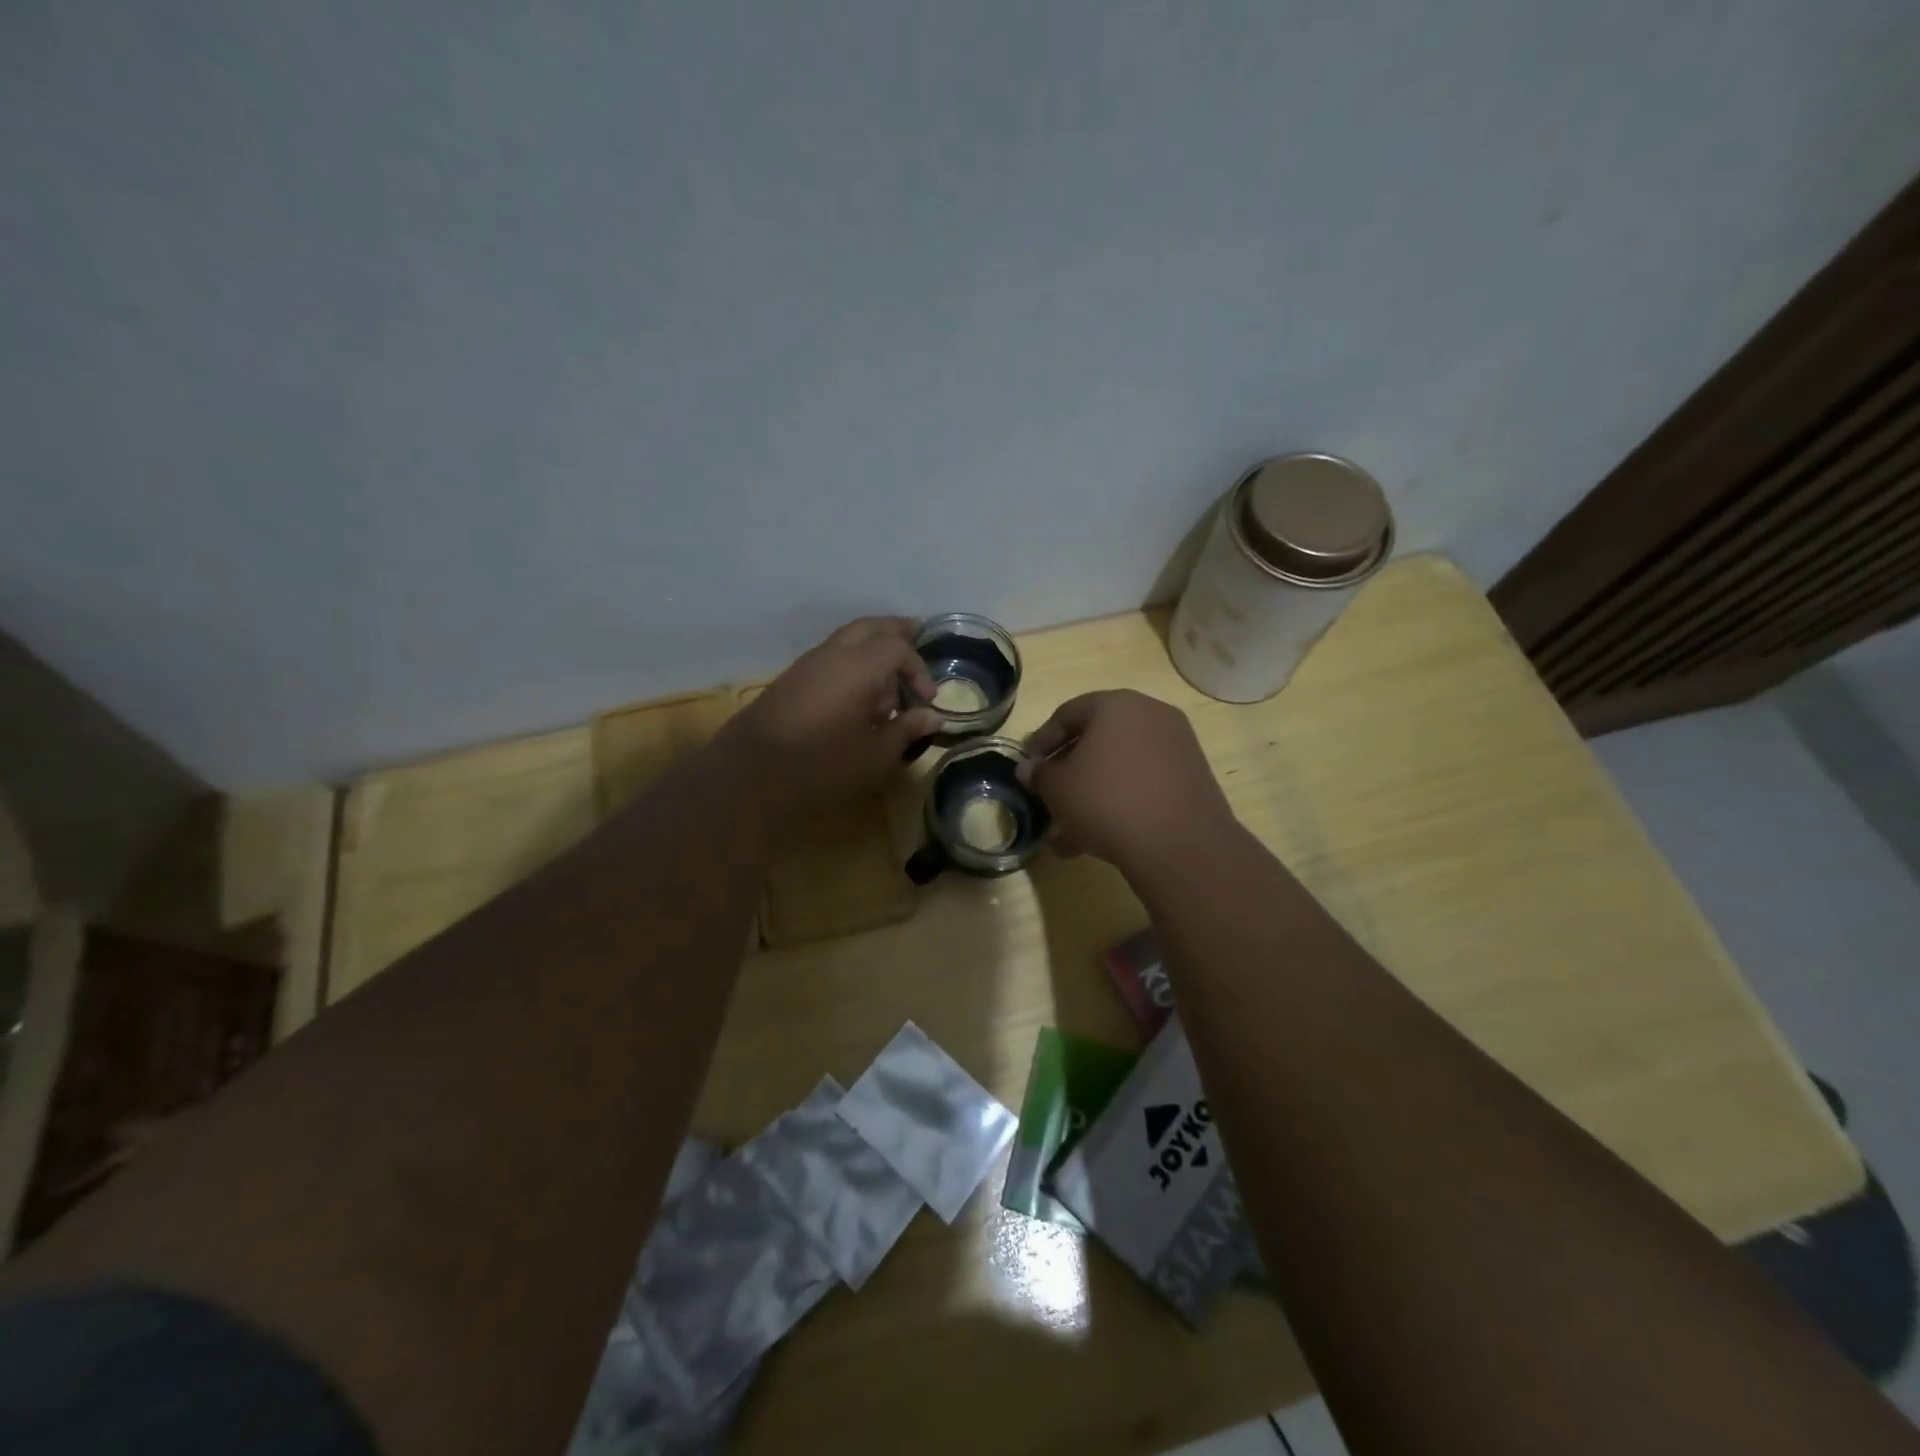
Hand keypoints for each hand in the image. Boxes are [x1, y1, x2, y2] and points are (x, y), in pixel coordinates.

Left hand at [717, 617, 941, 822]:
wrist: (750, 775)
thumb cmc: (823, 765)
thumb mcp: (876, 754)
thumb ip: (906, 729)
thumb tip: (932, 716)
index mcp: (858, 665)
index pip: (898, 648)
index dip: (918, 669)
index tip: (927, 700)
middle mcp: (832, 654)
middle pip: (869, 627)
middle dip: (895, 632)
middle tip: (917, 636)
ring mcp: (806, 665)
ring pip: (846, 640)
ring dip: (871, 651)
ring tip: (888, 680)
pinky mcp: (790, 682)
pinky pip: (829, 659)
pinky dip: (851, 664)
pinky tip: (856, 696)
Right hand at [1017, 690, 1235, 869]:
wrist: (1180, 844)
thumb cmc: (1107, 802)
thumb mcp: (1058, 789)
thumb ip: (1040, 774)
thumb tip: (1030, 769)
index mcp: (1116, 705)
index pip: (1067, 714)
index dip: (1041, 741)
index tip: (1028, 766)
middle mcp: (1150, 714)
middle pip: (1097, 740)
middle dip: (1069, 772)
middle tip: (1049, 797)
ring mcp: (1176, 745)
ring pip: (1120, 766)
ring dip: (1092, 794)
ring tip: (1069, 832)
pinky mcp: (1192, 776)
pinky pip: (1144, 782)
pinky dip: (1121, 801)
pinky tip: (1101, 837)